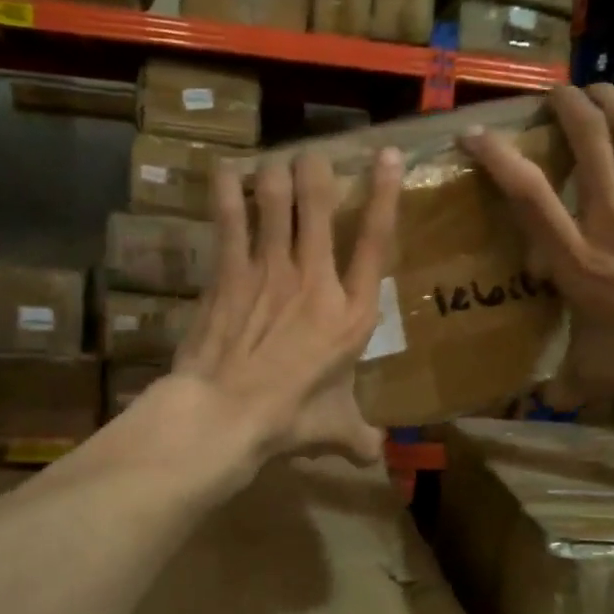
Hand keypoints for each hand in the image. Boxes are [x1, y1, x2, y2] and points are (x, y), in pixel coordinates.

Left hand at [170, 146, 401, 464]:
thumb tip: (376, 458)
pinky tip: (226, 172)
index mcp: (350, 315)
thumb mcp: (335, 431)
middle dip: (317, 173)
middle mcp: (315, 280)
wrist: (226, 414)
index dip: (384, 196)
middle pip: (319, 208)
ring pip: (275, 204)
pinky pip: (230, 222)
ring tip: (273, 162)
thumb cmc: (289, 420)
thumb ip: (359, 438)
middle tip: (313, 155)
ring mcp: (269, 271)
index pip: (376, 243)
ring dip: (275, 176)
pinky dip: (227, 194)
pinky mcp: (229, 274)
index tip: (387, 156)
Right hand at [462, 83, 613, 402]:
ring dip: (608, 101)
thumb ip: (565, 385)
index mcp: (576, 258)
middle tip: (553, 94)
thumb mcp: (598, 374)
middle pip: (586, 141)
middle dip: (566, 107)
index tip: (474, 134)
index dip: (498, 157)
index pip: (528, 194)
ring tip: (594, 89)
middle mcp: (609, 216)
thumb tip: (543, 405)